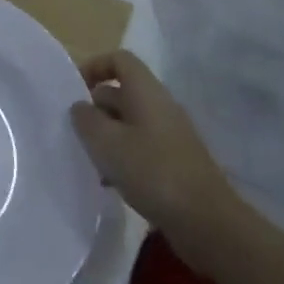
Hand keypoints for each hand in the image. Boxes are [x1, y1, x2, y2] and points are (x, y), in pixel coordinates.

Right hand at [70, 52, 247, 276]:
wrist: (208, 223)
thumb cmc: (152, 171)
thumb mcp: (106, 142)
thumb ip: (86, 119)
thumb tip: (80, 106)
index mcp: (146, 92)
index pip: (120, 60)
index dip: (95, 67)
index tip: (75, 90)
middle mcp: (160, 107)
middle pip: (122, 93)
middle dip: (96, 108)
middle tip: (76, 132)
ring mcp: (171, 136)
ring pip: (129, 123)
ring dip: (107, 137)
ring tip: (90, 161)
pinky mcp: (176, 163)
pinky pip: (142, 148)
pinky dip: (124, 158)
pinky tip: (111, 183)